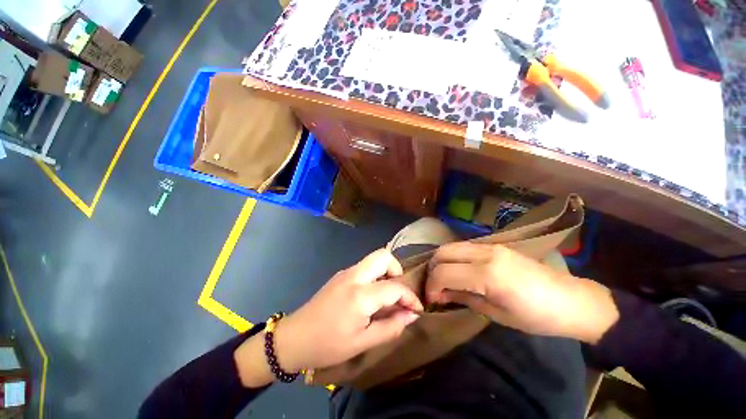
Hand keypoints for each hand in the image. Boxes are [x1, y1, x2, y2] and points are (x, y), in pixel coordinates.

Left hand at [236, 249, 422, 386]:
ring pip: (374, 259)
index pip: (395, 287)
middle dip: (397, 270)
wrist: (294, 338)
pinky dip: (375, 275)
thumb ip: (390, 327)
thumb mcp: (362, 343)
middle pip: (383, 256)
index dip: (410, 297)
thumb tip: (411, 315)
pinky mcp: (341, 274)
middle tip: (398, 292)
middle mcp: (354, 276)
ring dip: (386, 272)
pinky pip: (365, 267)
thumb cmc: (328, 345)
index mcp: (360, 295)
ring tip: (386, 296)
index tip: (416, 309)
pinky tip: (371, 296)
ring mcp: (346, 272)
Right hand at [426, 242, 617, 343]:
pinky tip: (459, 270)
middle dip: (432, 270)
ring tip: (444, 279)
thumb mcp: (496, 314)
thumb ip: (463, 298)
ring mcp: (490, 246)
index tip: (432, 300)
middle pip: (442, 252)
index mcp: (487, 275)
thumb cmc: (536, 317)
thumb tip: (440, 294)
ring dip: (441, 261)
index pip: (443, 273)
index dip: (432, 287)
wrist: (571, 300)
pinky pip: (463, 246)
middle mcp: (485, 254)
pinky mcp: (495, 245)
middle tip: (435, 288)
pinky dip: (454, 257)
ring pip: (451, 246)